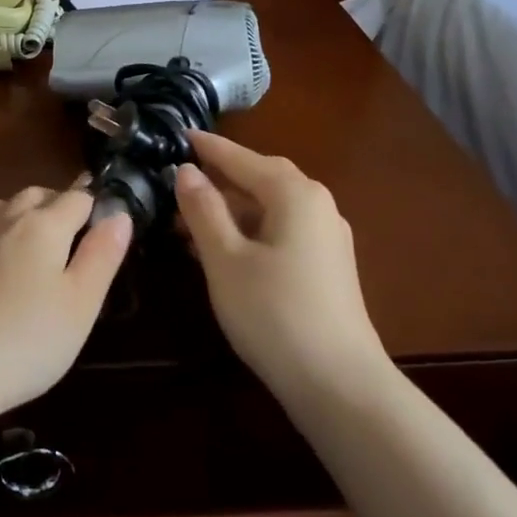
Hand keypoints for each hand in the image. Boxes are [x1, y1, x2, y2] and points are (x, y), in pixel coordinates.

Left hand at [0, 185, 132, 420]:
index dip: (96, 206)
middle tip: (74, 236)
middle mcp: (4, 221)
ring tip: (28, 237)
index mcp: (44, 226)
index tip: (108, 227)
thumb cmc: (30, 338)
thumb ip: (103, 254)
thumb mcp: (83, 302)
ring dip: (15, 211)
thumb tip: (119, 213)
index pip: (78, 198)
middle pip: (35, 194)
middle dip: (57, 204)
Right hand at [174, 131, 389, 392]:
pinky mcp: (325, 266)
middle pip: (261, 179)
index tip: (179, 134)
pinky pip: (280, 232)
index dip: (208, 148)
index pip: (242, 158)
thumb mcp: (225, 258)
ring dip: (229, 209)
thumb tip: (185, 171)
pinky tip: (219, 249)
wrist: (337, 382)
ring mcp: (326, 237)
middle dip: (219, 178)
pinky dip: (247, 231)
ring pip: (269, 208)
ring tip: (186, 219)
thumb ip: (203, 210)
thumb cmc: (273, 312)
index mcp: (295, 194)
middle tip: (179, 178)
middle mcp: (317, 205)